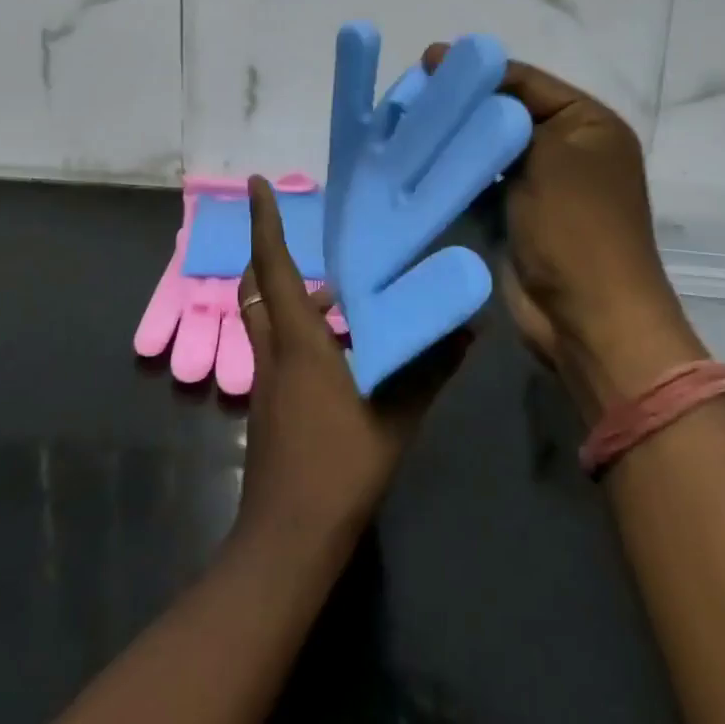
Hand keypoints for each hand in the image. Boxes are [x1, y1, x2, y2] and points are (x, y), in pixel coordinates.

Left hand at [232, 176, 466, 554]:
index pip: (273, 266)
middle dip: (270, 254)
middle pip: (257, 286)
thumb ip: (431, 370)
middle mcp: (273, 350)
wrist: (288, 539)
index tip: (256, 184)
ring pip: (264, 317)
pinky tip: (335, 347)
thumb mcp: (396, 416)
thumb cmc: (340, 467)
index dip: (264, 222)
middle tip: (303, 236)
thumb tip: (468, 331)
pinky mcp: (267, 405)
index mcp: (297, 341)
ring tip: (335, 292)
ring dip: (287, 295)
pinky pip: (274, 346)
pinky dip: (295, 329)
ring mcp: (265, 380)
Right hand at [422, 47, 706, 421]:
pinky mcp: (514, 216)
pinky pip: (480, 181)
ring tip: (406, 123)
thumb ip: (507, 108)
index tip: (427, 60)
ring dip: (454, 138)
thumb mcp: (548, 152)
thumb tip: (472, 84)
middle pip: (505, 112)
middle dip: (462, 104)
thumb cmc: (575, 226)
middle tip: (410, 93)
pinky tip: (418, 162)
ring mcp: (540, 185)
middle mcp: (567, 148)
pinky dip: (455, 172)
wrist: (587, 320)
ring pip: (488, 148)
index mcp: (587, 123)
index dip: (479, 69)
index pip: (526, 80)